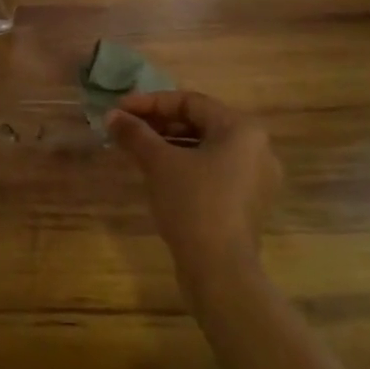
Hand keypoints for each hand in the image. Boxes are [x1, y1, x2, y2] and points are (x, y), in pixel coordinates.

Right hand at [106, 91, 281, 297]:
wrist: (219, 267)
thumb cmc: (192, 203)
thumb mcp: (158, 163)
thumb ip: (135, 133)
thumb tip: (112, 115)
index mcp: (242, 129)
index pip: (190, 101)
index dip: (150, 102)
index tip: (119, 110)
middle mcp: (257, 147)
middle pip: (200, 123)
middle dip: (159, 124)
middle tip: (125, 130)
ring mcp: (256, 178)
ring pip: (206, 148)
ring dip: (169, 144)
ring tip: (136, 150)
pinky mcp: (248, 202)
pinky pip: (214, 171)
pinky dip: (185, 165)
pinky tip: (158, 174)